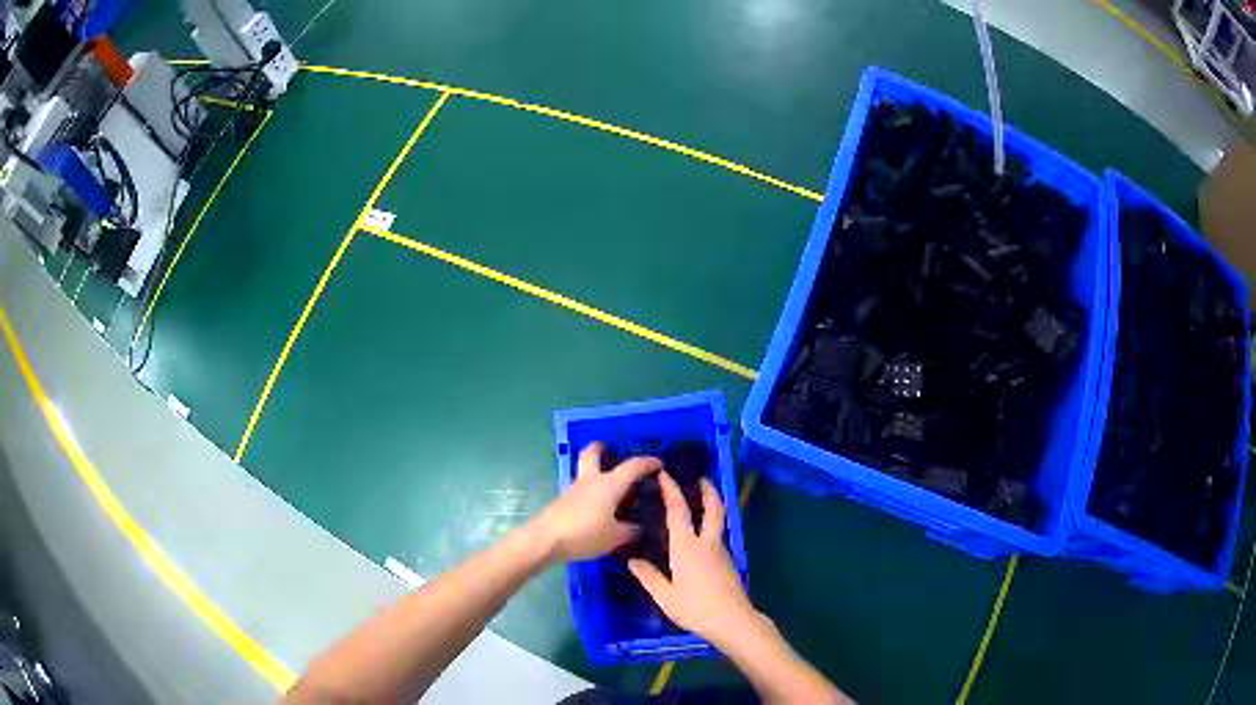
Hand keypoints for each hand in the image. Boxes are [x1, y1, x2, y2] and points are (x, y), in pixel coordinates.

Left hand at [530, 442, 660, 561]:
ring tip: (609, 487)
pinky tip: (596, 507)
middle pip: (592, 454)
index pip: (632, 467)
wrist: (545, 539)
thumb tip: (639, 527)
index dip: (647, 463)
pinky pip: (580, 490)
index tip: (658, 463)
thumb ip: (630, 531)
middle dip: (601, 448)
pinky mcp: (562, 502)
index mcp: (608, 484)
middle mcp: (590, 481)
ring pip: (584, 471)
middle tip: (610, 451)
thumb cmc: (584, 534)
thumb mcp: (615, 537)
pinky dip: (589, 491)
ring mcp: (573, 490)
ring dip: (595, 471)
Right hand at [628, 472, 757, 646]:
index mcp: (687, 547)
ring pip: (718, 521)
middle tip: (700, 479)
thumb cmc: (696, 608)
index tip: (665, 475)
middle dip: (708, 491)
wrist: (733, 620)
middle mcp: (706, 543)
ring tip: (700, 502)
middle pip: (712, 509)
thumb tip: (632, 561)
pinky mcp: (727, 562)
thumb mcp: (666, 597)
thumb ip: (649, 577)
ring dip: (711, 506)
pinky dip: (710, 525)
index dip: (671, 491)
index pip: (678, 511)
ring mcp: (720, 552)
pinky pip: (717, 535)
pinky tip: (700, 536)